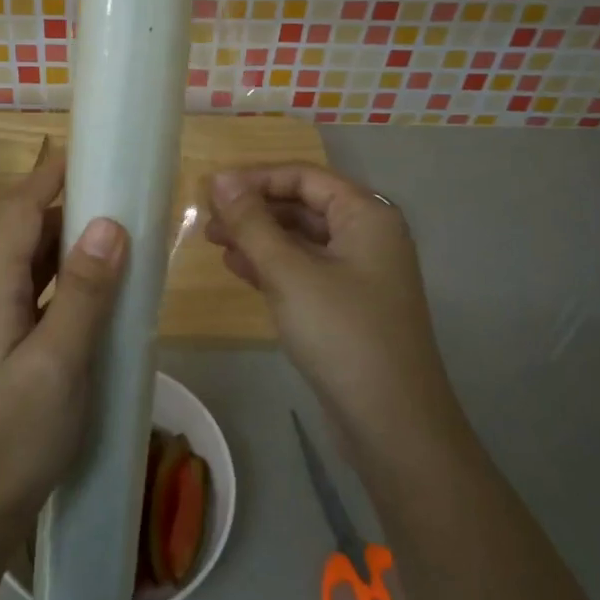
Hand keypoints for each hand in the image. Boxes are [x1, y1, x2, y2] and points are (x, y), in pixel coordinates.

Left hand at [0, 152, 127, 541]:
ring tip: (120, 234)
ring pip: (33, 265)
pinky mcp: (3, 342)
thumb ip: (85, 292)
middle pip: (26, 234)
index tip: (90, 152)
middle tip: (122, 196)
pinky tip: (100, 290)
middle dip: (69, 210)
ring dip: (70, 247)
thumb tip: (108, 225)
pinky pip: (36, 294)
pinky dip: (66, 281)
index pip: (20, 212)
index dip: (52, 177)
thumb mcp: (60, 359)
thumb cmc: (20, 431)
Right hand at [205, 164, 459, 458]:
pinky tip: (238, 268)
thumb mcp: (289, 272)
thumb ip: (252, 223)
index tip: (212, 191)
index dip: (256, 179)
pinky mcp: (348, 305)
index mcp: (367, 215)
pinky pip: (305, 270)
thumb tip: (221, 179)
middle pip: (304, 205)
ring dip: (259, 237)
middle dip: (255, 209)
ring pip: (301, 240)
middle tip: (208, 220)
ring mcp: (360, 273)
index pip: (305, 177)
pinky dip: (272, 265)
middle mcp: (368, 236)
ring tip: (214, 242)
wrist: (391, 422)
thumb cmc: (341, 332)